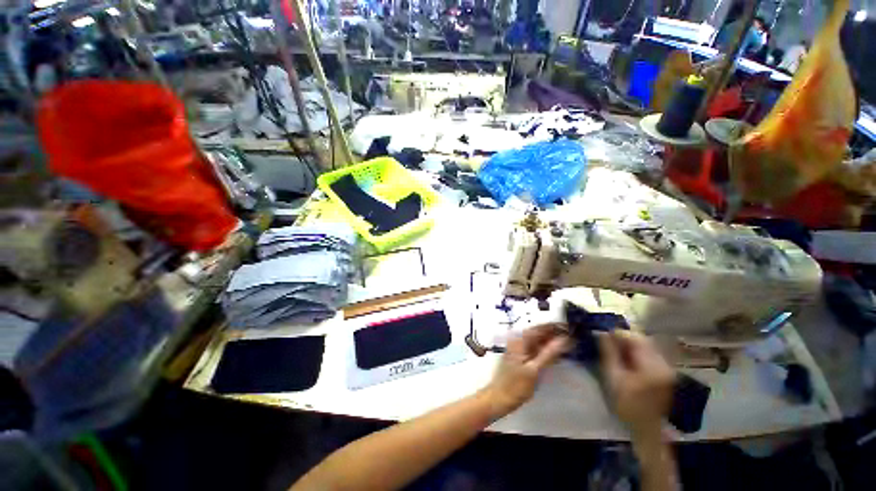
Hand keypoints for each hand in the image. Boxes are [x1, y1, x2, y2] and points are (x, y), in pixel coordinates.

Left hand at [480, 324, 569, 418]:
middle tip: (571, 335)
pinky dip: (545, 349)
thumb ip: (549, 354)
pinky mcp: (521, 357)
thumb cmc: (516, 385)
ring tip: (567, 342)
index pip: (538, 328)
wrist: (499, 398)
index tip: (569, 327)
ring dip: (550, 340)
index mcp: (519, 341)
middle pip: (538, 333)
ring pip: (537, 341)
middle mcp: (518, 341)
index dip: (553, 326)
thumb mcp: (534, 370)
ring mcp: (519, 349)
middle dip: (553, 333)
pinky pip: (535, 349)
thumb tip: (564, 339)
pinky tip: (556, 353)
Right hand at [599, 331, 674, 438]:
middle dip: (624, 339)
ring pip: (646, 346)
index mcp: (652, 366)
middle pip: (643, 340)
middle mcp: (664, 364)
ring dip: (630, 345)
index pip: (635, 338)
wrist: (645, 428)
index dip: (618, 333)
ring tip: (615, 351)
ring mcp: (667, 369)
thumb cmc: (626, 404)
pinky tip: (626, 360)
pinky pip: (650, 354)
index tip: (603, 335)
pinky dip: (636, 353)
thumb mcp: (613, 377)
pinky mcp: (666, 373)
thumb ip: (608, 353)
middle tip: (607, 342)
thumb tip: (601, 332)